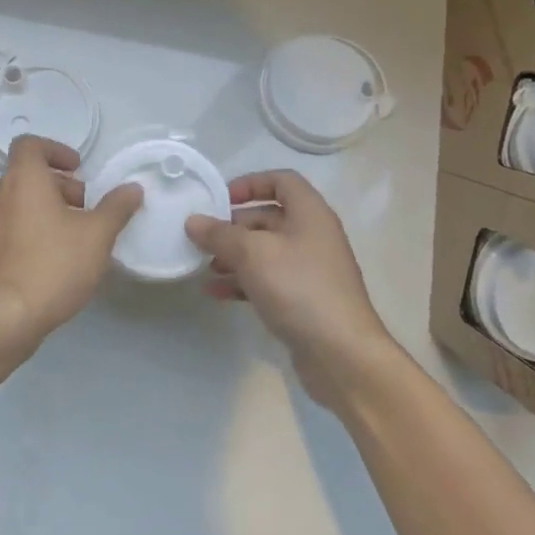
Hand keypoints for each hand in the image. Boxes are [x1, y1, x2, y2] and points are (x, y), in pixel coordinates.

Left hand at [0, 136, 142, 349]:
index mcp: (23, 179)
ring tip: (72, 236)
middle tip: (85, 208)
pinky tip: (51, 259)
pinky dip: (29, 231)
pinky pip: (8, 229)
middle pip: (27, 175)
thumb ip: (116, 208)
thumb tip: (132, 188)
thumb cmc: (54, 264)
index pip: (30, 145)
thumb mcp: (97, 235)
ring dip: (44, 209)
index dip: (55, 150)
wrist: (5, 316)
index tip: (78, 170)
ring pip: (18, 203)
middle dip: (58, 186)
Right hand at [185, 171, 396, 407]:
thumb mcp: (252, 254)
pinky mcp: (304, 300)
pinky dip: (243, 281)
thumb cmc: (299, 288)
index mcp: (310, 214)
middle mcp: (313, 236)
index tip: (221, 199)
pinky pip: (268, 280)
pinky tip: (216, 293)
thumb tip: (193, 221)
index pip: (282, 181)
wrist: (342, 354)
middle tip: (204, 237)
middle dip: (234, 225)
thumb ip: (220, 234)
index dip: (250, 183)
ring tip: (205, 267)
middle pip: (269, 217)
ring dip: (234, 256)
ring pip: (266, 251)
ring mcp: (310, 270)